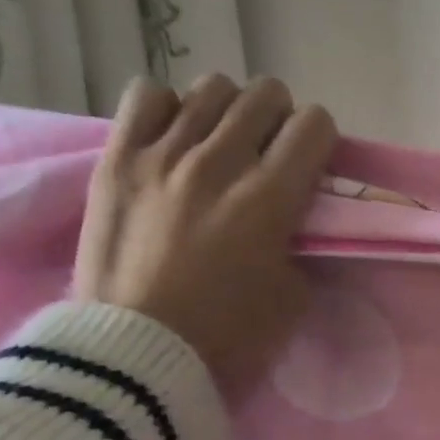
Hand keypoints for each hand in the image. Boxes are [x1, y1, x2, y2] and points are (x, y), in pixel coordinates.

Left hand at [75, 74, 336, 397]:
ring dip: (229, 111)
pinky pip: (146, 95)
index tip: (314, 166)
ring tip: (221, 144)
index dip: (322, 140)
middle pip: (265, 95)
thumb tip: (290, 219)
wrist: (139, 351)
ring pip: (210, 88)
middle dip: (280, 119)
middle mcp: (220, 162)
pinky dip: (168, 109)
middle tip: (271, 153)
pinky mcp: (117, 158)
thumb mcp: (293, 296)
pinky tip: (172, 140)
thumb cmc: (229, 335)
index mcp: (271, 198)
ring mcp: (162, 154)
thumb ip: (298, 244)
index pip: (314, 126)